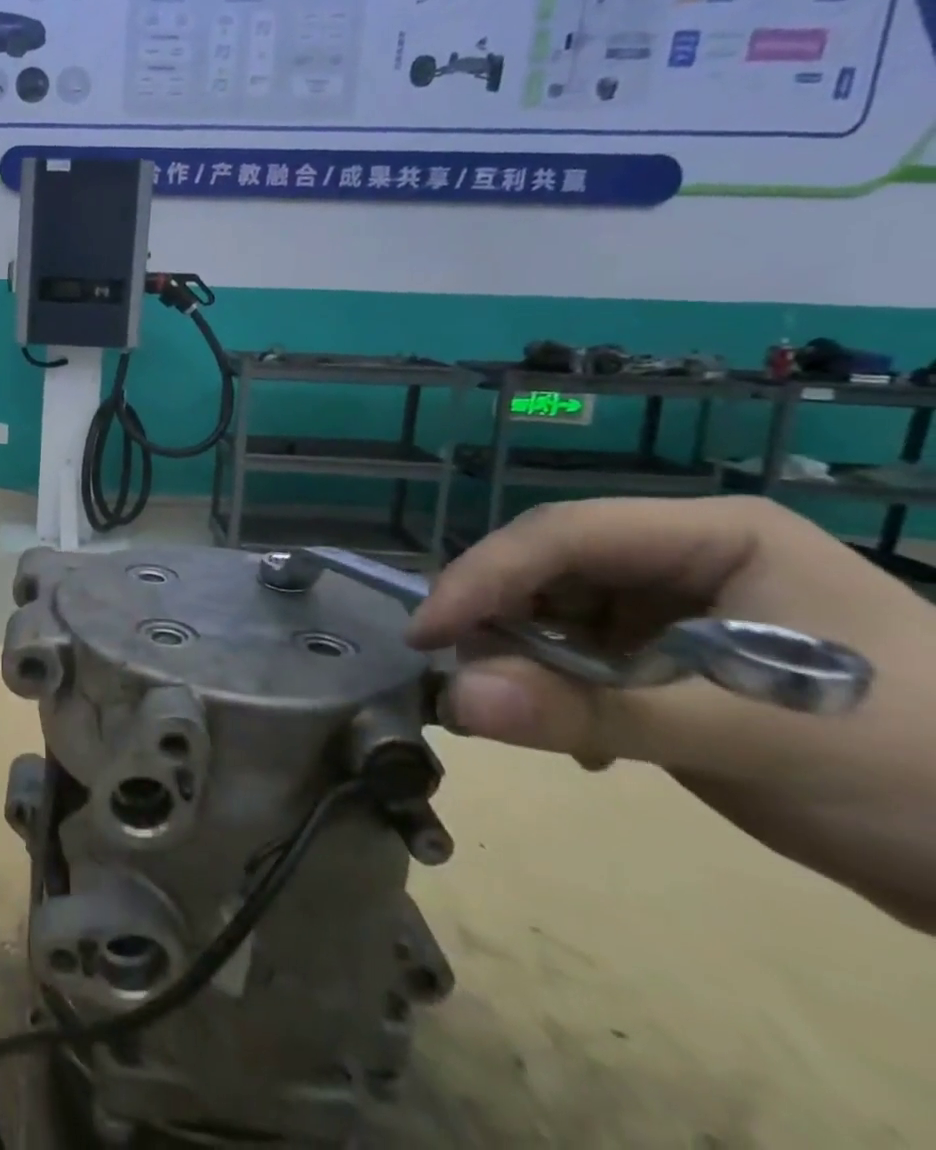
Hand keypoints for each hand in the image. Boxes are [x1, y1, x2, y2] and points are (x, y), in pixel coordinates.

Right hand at [406, 496, 935, 932]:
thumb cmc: (920, 775)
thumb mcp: (751, 736)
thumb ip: (592, 712)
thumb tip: (453, 702)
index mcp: (713, 536)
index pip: (563, 534)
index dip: (484, 578)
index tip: (424, 636)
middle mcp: (684, 558)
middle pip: (550, 568)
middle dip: (499, 621)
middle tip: (462, 680)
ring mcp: (679, 609)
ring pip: (556, 613)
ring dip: (523, 661)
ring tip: (516, 715)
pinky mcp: (674, 661)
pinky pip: (581, 658)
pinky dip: (559, 693)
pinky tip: (577, 741)